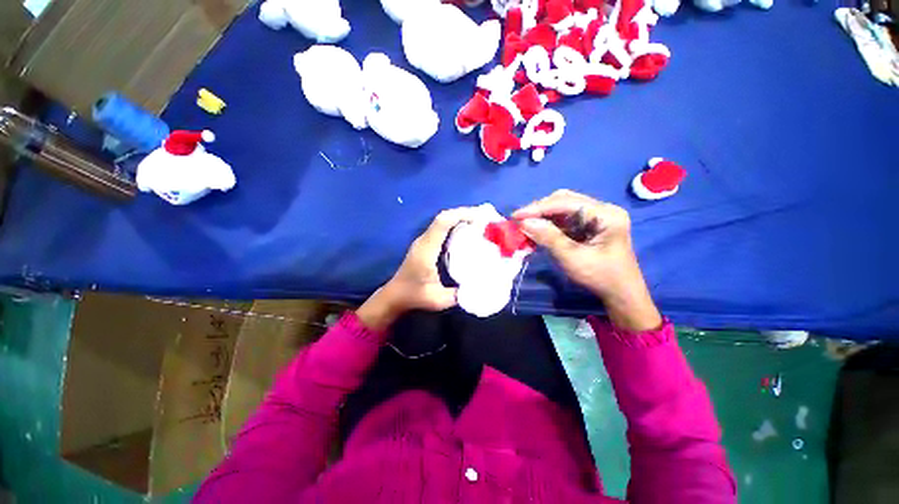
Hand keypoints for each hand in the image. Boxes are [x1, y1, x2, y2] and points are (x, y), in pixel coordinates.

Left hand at [356, 207, 476, 330]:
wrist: (394, 296)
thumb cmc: (413, 296)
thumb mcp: (437, 300)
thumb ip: (458, 295)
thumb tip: (479, 287)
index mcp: (426, 250)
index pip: (442, 223)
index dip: (460, 215)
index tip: (480, 217)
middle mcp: (424, 241)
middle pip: (443, 217)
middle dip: (464, 214)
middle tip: (484, 217)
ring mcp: (423, 241)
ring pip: (442, 221)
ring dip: (459, 218)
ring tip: (478, 222)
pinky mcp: (425, 244)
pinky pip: (441, 228)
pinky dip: (454, 225)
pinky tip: (466, 232)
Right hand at [513, 190, 661, 331]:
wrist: (620, 294)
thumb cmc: (600, 277)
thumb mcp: (572, 257)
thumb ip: (548, 237)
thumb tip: (524, 222)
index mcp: (605, 214)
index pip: (566, 202)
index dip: (538, 208)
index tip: (516, 216)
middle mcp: (601, 209)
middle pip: (564, 201)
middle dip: (540, 210)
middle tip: (519, 220)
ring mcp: (595, 217)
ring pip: (562, 209)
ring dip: (542, 217)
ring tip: (524, 226)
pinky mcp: (589, 226)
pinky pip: (564, 220)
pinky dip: (548, 225)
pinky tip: (536, 231)